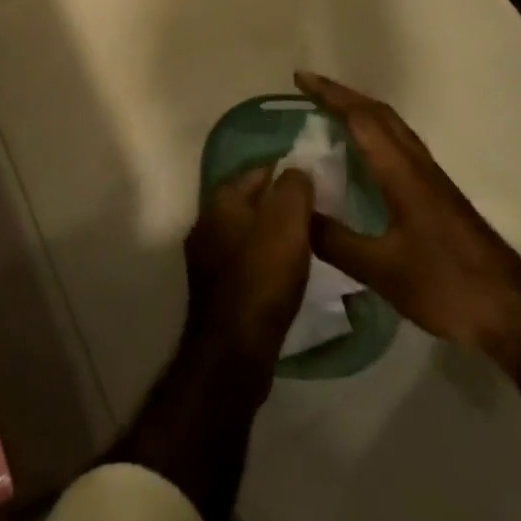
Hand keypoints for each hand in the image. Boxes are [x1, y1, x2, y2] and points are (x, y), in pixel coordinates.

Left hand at [183, 163, 315, 371]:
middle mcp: (206, 222)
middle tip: (313, 215)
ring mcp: (206, 257)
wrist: (235, 349)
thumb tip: (296, 171)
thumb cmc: (263, 275)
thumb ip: (294, 186)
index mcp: (221, 199)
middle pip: (251, 202)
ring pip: (247, 232)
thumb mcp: (288, 220)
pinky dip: (264, 261)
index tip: (315, 185)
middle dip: (279, 205)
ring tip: (303, 245)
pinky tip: (283, 274)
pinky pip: (244, 261)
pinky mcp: (214, 289)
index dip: (288, 174)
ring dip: (271, 235)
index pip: (259, 170)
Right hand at [296, 72, 520, 358]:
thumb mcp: (382, 270)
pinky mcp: (438, 195)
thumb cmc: (446, 283)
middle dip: (343, 96)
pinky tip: (364, 159)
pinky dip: (375, 135)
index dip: (330, 95)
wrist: (510, 309)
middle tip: (309, 91)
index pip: (362, 118)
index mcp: (402, 172)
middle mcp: (417, 164)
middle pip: (380, 114)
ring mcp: (431, 179)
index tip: (300, 78)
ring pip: (393, 129)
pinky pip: (400, 147)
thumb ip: (337, 241)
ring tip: (329, 115)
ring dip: (361, 112)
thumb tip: (296, 213)